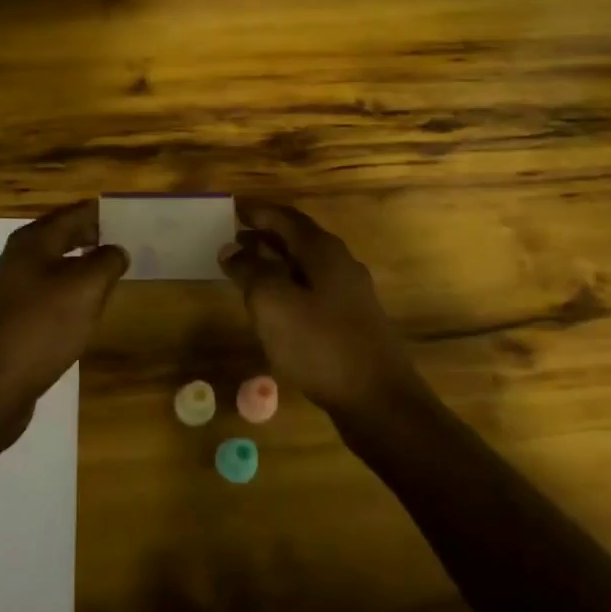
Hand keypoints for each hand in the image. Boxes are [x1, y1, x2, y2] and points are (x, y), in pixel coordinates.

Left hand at [0, 200, 127, 430]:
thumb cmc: (42, 326)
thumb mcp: (86, 288)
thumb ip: (107, 261)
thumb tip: (116, 250)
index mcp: (33, 241)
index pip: (73, 214)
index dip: (100, 213)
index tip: (128, 215)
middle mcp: (17, 258)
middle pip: (60, 236)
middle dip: (91, 236)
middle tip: (124, 242)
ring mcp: (10, 289)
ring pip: (52, 265)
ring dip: (80, 264)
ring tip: (109, 273)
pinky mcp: (10, 317)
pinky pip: (45, 292)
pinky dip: (67, 290)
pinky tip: (82, 307)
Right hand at [219, 198, 420, 415]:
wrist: (379, 401)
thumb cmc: (320, 345)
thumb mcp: (273, 304)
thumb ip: (250, 271)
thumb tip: (231, 248)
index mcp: (323, 251)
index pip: (285, 217)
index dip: (257, 211)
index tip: (231, 209)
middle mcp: (340, 264)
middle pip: (298, 239)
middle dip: (265, 235)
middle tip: (233, 238)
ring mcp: (350, 295)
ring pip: (306, 266)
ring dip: (275, 262)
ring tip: (246, 270)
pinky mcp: (352, 322)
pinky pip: (313, 290)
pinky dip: (288, 286)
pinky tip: (274, 307)